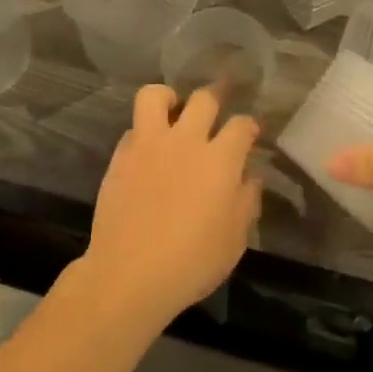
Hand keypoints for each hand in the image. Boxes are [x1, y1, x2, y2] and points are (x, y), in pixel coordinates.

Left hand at [77, 83, 260, 329]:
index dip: (250, 125)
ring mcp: (149, 145)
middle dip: (216, 97)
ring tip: (174, 111)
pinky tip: (149, 151)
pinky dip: (144, 132)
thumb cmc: (191, 263)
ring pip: (156, 96)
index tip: (251, 132)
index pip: (242, 125)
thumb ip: (246, 201)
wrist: (129, 275)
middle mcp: (186, 141)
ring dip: (169, 98)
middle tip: (217, 109)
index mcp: (220, 160)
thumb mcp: (234, 239)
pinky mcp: (120, 157)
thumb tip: (251, 176)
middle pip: (204, 98)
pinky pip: (133, 128)